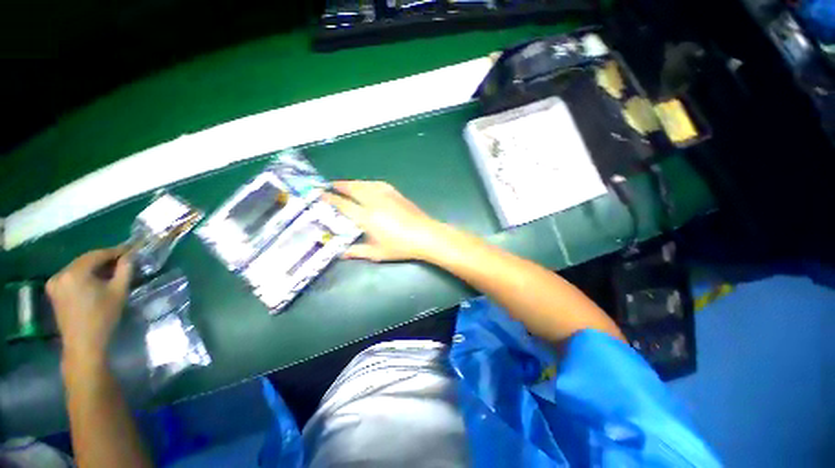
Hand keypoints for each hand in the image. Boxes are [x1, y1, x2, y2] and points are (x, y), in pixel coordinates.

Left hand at [47, 248, 132, 361]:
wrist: (83, 344)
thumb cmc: (103, 317)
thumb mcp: (119, 291)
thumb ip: (125, 269)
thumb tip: (130, 255)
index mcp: (75, 272)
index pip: (98, 254)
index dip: (116, 251)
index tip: (131, 250)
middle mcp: (61, 273)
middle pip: (86, 260)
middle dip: (104, 259)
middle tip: (123, 261)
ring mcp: (54, 282)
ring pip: (78, 267)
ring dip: (94, 267)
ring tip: (111, 271)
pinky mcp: (53, 291)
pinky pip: (71, 276)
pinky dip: (84, 275)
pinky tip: (95, 281)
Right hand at [323, 181, 447, 261]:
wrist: (425, 235)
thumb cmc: (400, 246)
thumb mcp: (377, 253)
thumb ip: (357, 252)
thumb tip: (342, 253)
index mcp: (366, 217)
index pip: (344, 205)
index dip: (331, 199)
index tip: (321, 194)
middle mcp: (374, 202)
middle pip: (354, 189)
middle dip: (341, 185)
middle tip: (332, 184)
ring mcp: (386, 196)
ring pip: (366, 184)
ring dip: (354, 183)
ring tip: (347, 184)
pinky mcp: (397, 194)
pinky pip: (379, 184)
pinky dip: (370, 183)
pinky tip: (369, 185)